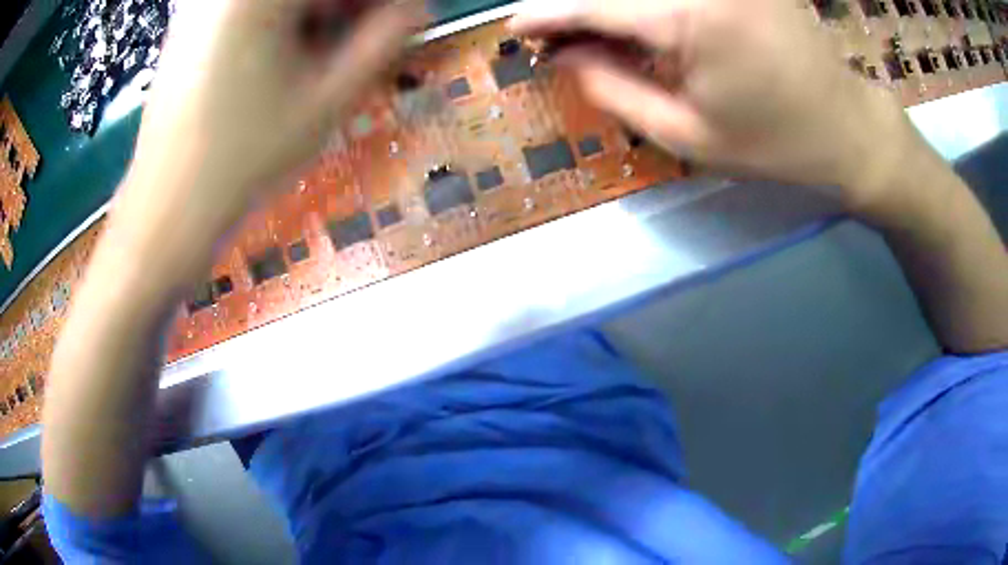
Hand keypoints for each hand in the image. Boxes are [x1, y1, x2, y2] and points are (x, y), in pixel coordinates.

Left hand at [114, 0, 421, 281]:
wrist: (167, 211)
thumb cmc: (243, 160)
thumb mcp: (327, 99)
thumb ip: (385, 40)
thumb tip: (414, 9)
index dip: (376, 6)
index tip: (398, 22)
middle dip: (345, 9)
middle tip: (364, 41)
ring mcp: (203, 6)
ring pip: (280, 2)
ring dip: (314, 17)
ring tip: (322, 58)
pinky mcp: (190, 27)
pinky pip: (249, 11)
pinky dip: (279, 24)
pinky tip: (282, 60)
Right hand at [511, 0, 916, 205]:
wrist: (848, 129)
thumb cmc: (773, 145)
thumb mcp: (688, 134)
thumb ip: (614, 89)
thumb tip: (567, 54)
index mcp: (688, 18)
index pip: (594, 4)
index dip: (548, 13)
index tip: (517, 25)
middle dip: (576, 5)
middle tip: (559, 34)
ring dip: (610, 4)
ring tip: (597, 34)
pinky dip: (645, 4)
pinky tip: (640, 26)